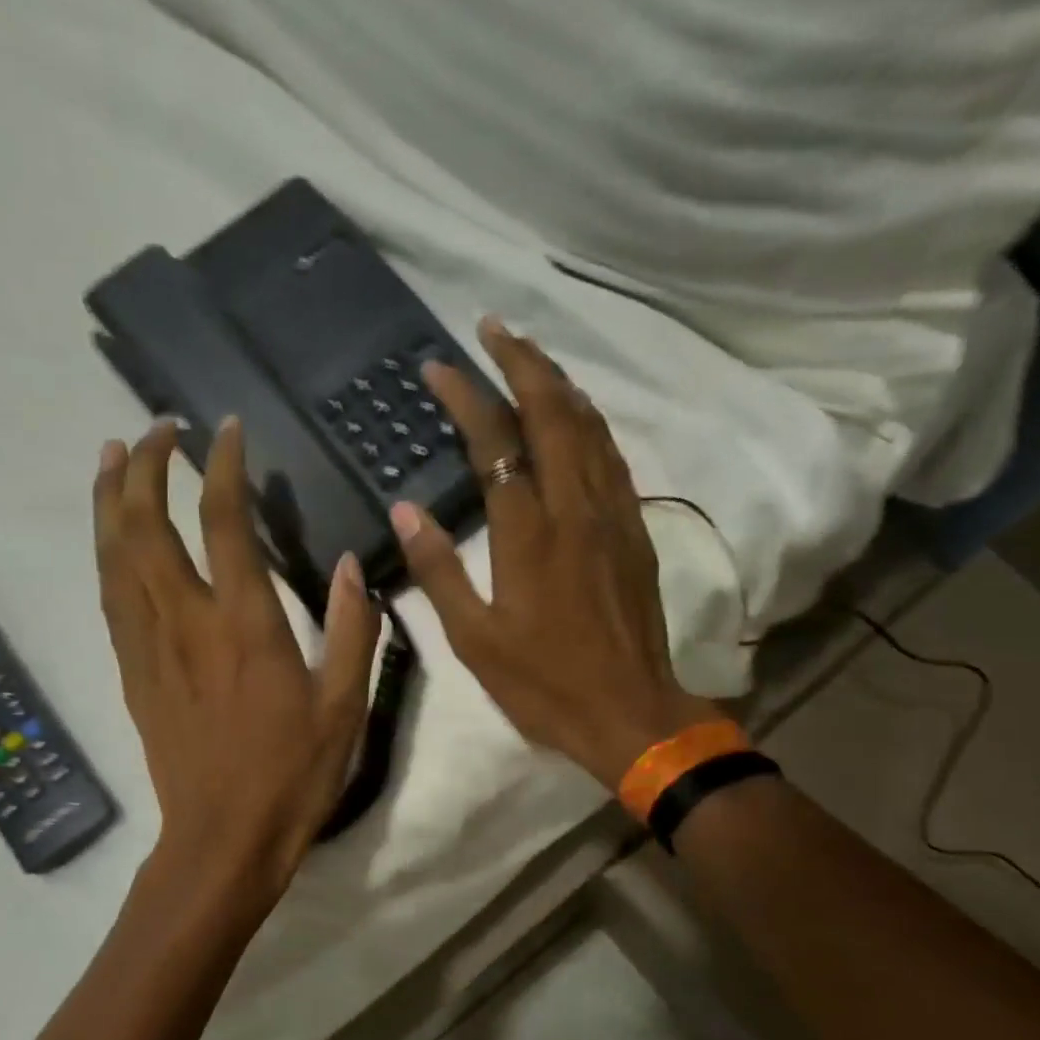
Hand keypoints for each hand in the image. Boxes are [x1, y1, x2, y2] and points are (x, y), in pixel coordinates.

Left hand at [94, 417, 377, 890]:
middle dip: (145, 465)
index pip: (223, 522)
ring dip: (109, 499)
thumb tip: (351, 565)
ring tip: (110, 456)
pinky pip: (110, 599)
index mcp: (246, 625)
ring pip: (114, 556)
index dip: (221, 466)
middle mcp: (187, 622)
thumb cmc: (292, 776)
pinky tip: (110, 538)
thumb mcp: (344, 707)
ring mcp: (150, 648)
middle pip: (147, 525)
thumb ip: (351, 629)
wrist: (223, 839)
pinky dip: (106, 554)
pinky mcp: (132, 674)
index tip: (224, 429)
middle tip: (155, 427)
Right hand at [392, 317, 722, 789]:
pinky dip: (590, 423)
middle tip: (492, 328)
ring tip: (530, 357)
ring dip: (558, 383)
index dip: (466, 397)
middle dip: (521, 361)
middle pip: (552, 412)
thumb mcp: (475, 640)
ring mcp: (612, 516)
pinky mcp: (634, 531)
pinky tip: (578, 417)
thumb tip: (404, 510)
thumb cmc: (544, 683)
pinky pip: (612, 458)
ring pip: (590, 427)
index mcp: (529, 533)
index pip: (495, 442)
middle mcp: (575, 508)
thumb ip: (438, 571)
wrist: (629, 712)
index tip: (438, 368)